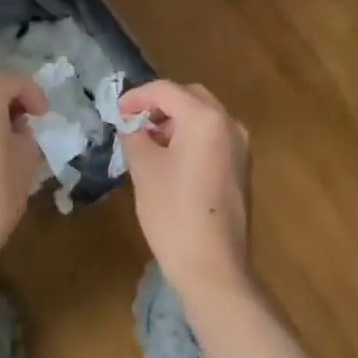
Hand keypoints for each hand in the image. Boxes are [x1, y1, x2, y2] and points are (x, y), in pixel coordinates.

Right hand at [119, 80, 252, 303]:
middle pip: (190, 97)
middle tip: (132, 122)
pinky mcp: (241, 168)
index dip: (137, 96)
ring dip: (175, 121)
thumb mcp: (144, 169)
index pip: (166, 90)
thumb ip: (135, 136)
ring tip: (147, 141)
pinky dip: (191, 137)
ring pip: (204, 117)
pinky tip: (170, 158)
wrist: (213, 266)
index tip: (115, 112)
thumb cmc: (173, 212)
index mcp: (205, 118)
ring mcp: (241, 146)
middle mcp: (229, 123)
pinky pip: (213, 137)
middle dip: (159, 105)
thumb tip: (132, 126)